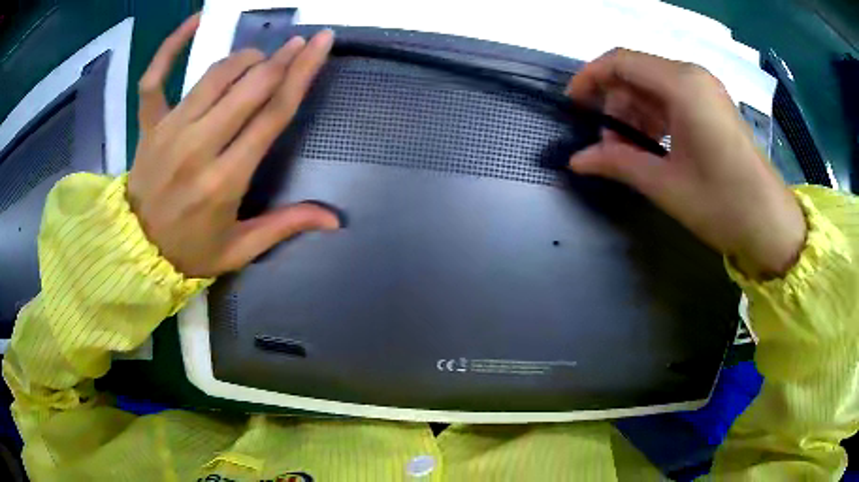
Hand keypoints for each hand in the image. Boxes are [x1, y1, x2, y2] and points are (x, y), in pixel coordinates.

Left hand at [129, 15, 339, 277]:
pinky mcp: (149, 125)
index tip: (319, 43)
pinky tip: (195, 21)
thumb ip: (285, 226)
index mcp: (225, 180)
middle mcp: (198, 147)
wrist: (137, 252)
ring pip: (214, 75)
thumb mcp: (239, 250)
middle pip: (248, 87)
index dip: (301, 74)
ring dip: (244, 58)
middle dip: (280, 59)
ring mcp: (169, 131)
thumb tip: (334, 219)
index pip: (272, 115)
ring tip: (259, 57)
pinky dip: (172, 46)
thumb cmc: (190, 251)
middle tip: (297, 45)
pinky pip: (155, 77)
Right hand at [566, 48, 806, 278]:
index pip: (621, 61)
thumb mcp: (665, 185)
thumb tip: (576, 160)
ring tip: (629, 150)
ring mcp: (706, 89)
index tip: (573, 105)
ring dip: (634, 111)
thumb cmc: (722, 203)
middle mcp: (693, 75)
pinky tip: (653, 145)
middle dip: (615, 102)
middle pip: (637, 71)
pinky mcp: (714, 105)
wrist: (770, 223)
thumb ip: (618, 163)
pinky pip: (673, 97)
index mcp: (682, 84)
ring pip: (654, 84)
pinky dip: (655, 115)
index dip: (590, 78)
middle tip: (607, 144)